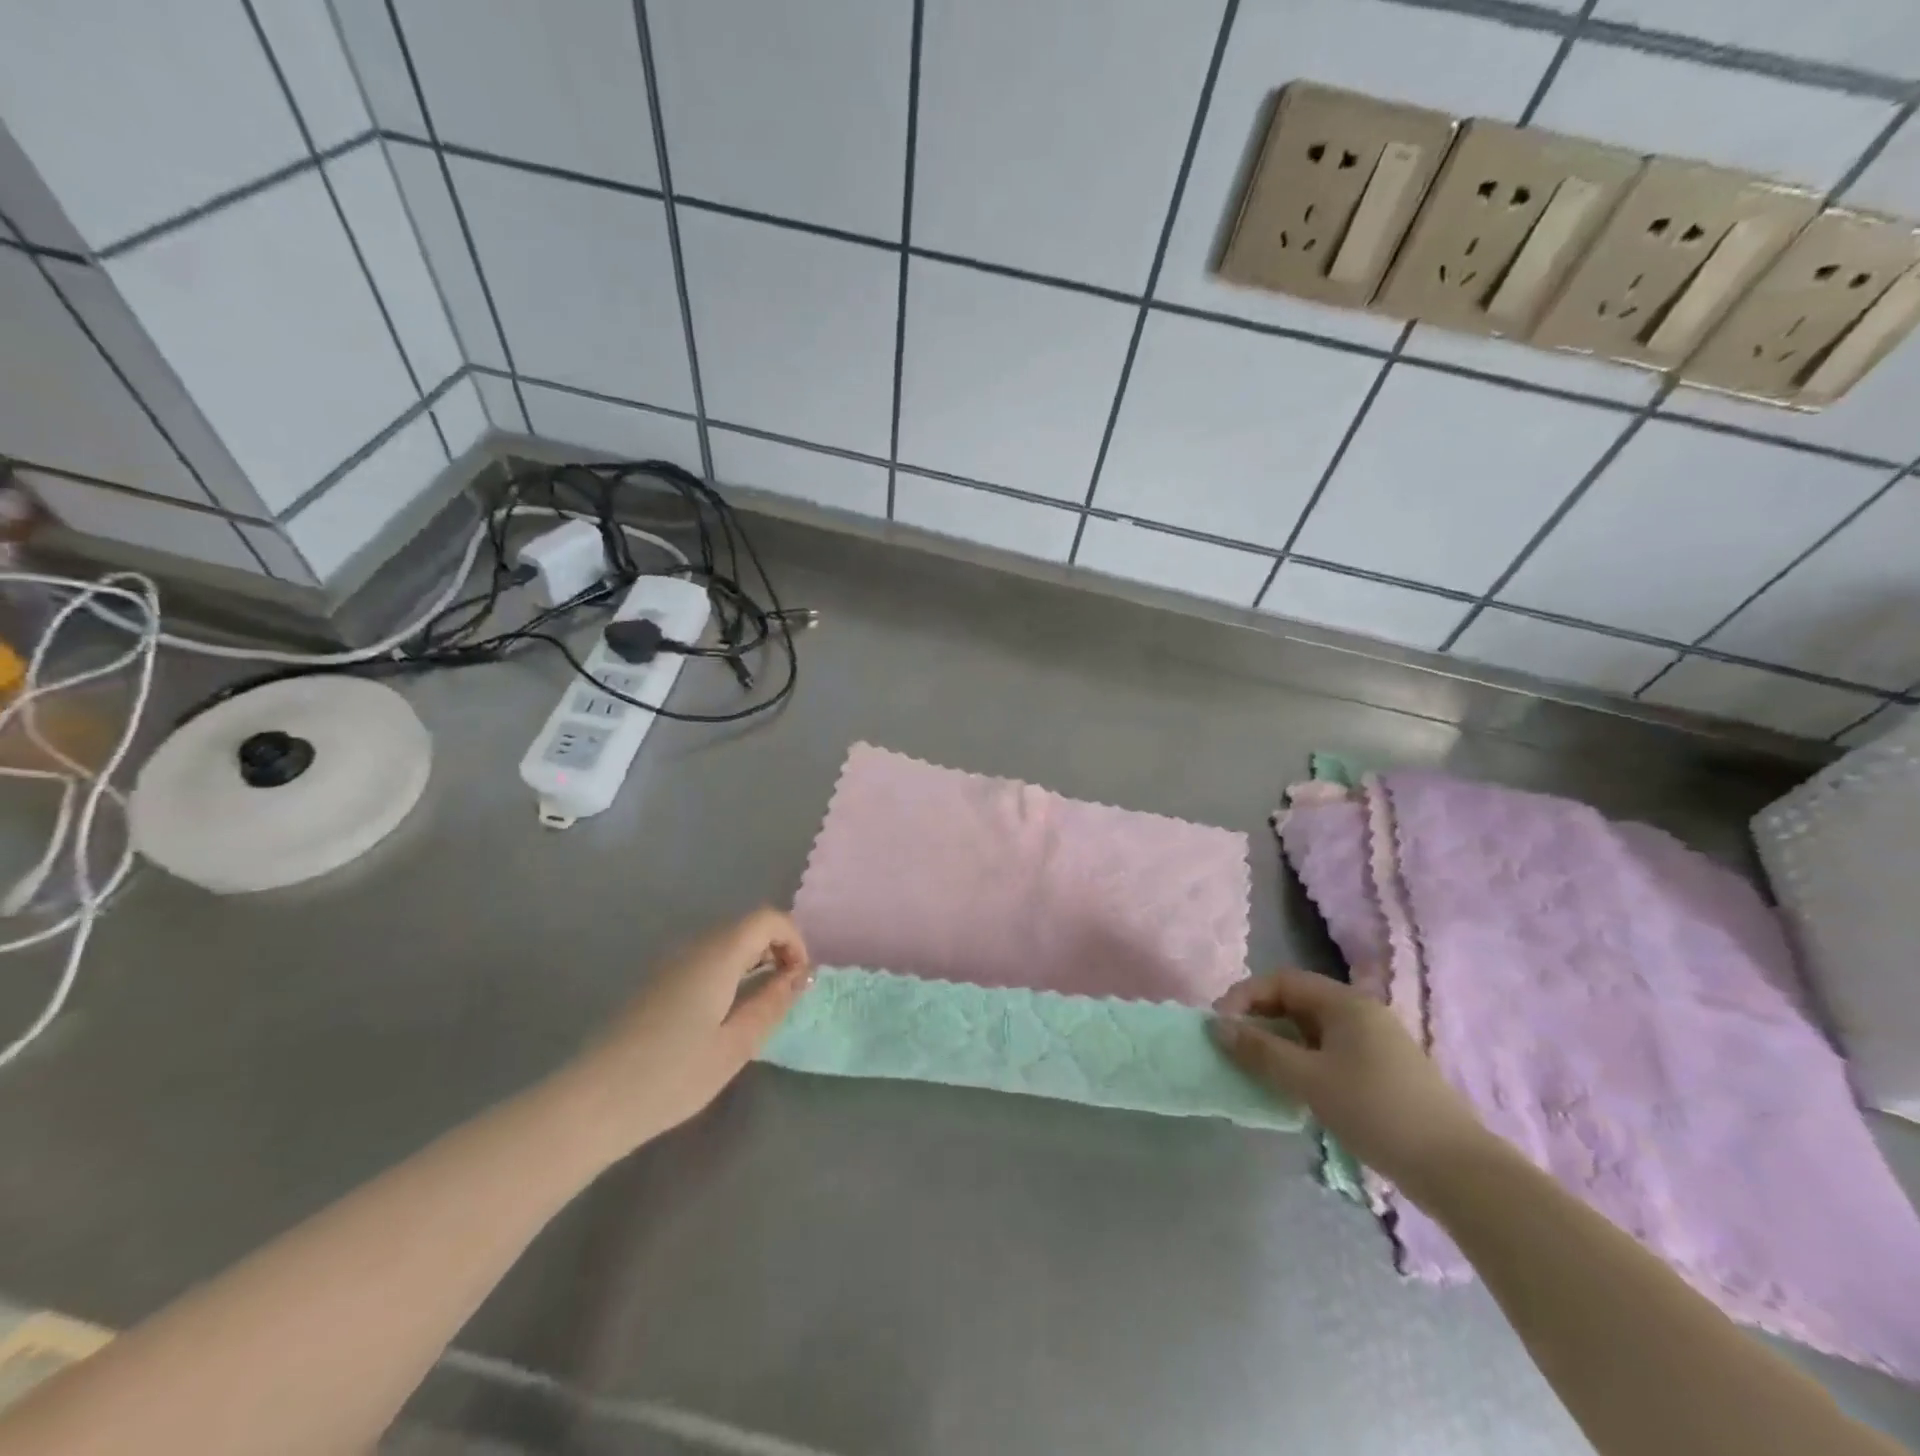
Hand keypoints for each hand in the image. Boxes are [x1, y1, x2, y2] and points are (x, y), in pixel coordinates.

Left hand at [564, 908, 812, 1152]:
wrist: (592, 1103)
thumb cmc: (671, 1076)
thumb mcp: (735, 1045)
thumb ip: (772, 1003)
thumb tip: (802, 975)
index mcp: (717, 955)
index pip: (768, 919)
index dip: (794, 940)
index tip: (800, 980)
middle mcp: (693, 947)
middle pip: (746, 926)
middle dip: (776, 950)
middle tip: (786, 995)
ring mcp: (669, 964)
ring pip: (725, 943)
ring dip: (753, 962)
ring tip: (760, 1007)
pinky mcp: (655, 983)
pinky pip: (704, 960)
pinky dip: (728, 973)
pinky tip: (723, 1016)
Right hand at [1209, 968, 1491, 1191]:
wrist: (1458, 1171)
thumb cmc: (1376, 1112)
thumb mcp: (1308, 1080)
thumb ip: (1260, 1051)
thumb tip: (1217, 1027)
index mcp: (1345, 1003)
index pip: (1282, 980)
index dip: (1245, 996)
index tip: (1220, 1025)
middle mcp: (1362, 1013)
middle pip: (1298, 1002)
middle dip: (1261, 1020)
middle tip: (1235, 1048)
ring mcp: (1377, 1044)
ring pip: (1313, 1030)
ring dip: (1281, 1044)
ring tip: (1259, 1071)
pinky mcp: (1385, 1073)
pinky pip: (1330, 1053)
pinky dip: (1304, 1062)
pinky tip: (1297, 1091)